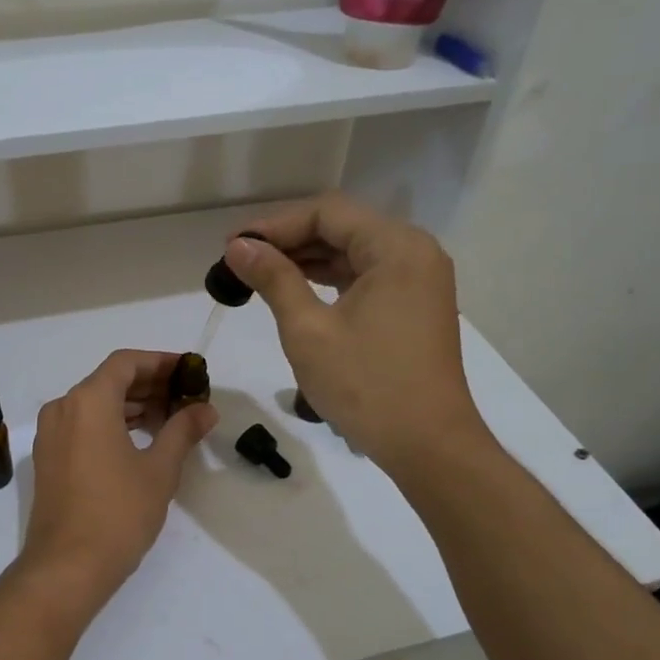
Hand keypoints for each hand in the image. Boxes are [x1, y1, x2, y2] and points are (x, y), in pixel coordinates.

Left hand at [20, 350, 216, 601]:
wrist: (67, 567)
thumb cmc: (118, 512)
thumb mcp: (159, 469)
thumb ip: (182, 430)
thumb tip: (206, 409)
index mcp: (87, 401)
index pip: (126, 363)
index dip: (160, 362)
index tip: (189, 371)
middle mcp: (63, 408)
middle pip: (109, 381)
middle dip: (149, 385)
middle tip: (186, 396)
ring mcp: (50, 435)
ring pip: (94, 404)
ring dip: (131, 405)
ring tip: (170, 418)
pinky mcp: (48, 459)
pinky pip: (82, 426)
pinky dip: (111, 424)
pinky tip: (140, 440)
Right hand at [225, 194, 485, 478]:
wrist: (427, 445)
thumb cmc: (366, 386)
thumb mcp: (308, 329)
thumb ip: (273, 279)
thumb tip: (239, 247)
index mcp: (396, 247)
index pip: (327, 213)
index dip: (274, 225)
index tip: (232, 246)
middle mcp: (415, 252)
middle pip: (342, 228)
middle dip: (288, 241)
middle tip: (239, 261)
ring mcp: (419, 280)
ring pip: (353, 253)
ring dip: (306, 261)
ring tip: (258, 275)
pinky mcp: (415, 306)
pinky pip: (366, 277)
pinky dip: (330, 280)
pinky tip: (295, 290)